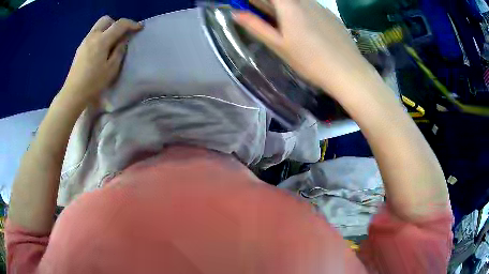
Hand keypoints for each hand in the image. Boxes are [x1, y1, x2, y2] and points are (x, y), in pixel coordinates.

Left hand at [59, 16, 142, 106]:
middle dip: (116, 24)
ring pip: (98, 27)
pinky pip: (92, 35)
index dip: (131, 24)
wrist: (73, 93)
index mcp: (102, 40)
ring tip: (110, 44)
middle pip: (106, 20)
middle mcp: (92, 36)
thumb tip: (123, 40)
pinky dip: (99, 37)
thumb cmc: (93, 83)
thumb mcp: (111, 69)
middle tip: (119, 36)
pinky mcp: (79, 48)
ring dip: (107, 30)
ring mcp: (84, 42)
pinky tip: (99, 51)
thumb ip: (119, 51)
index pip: (120, 24)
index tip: (139, 28)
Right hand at [234, 0, 377, 99]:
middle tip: (262, 16)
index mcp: (289, 5)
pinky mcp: (330, 15)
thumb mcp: (278, 45)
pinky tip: (305, 29)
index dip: (258, 1)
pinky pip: (309, 5)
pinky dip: (299, 10)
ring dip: (283, 6)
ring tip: (283, 25)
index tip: (249, 8)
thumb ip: (256, 26)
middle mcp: (305, 0)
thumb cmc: (310, 61)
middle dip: (268, 4)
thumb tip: (236, 13)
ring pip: (296, 1)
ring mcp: (320, 6)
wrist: (348, 72)